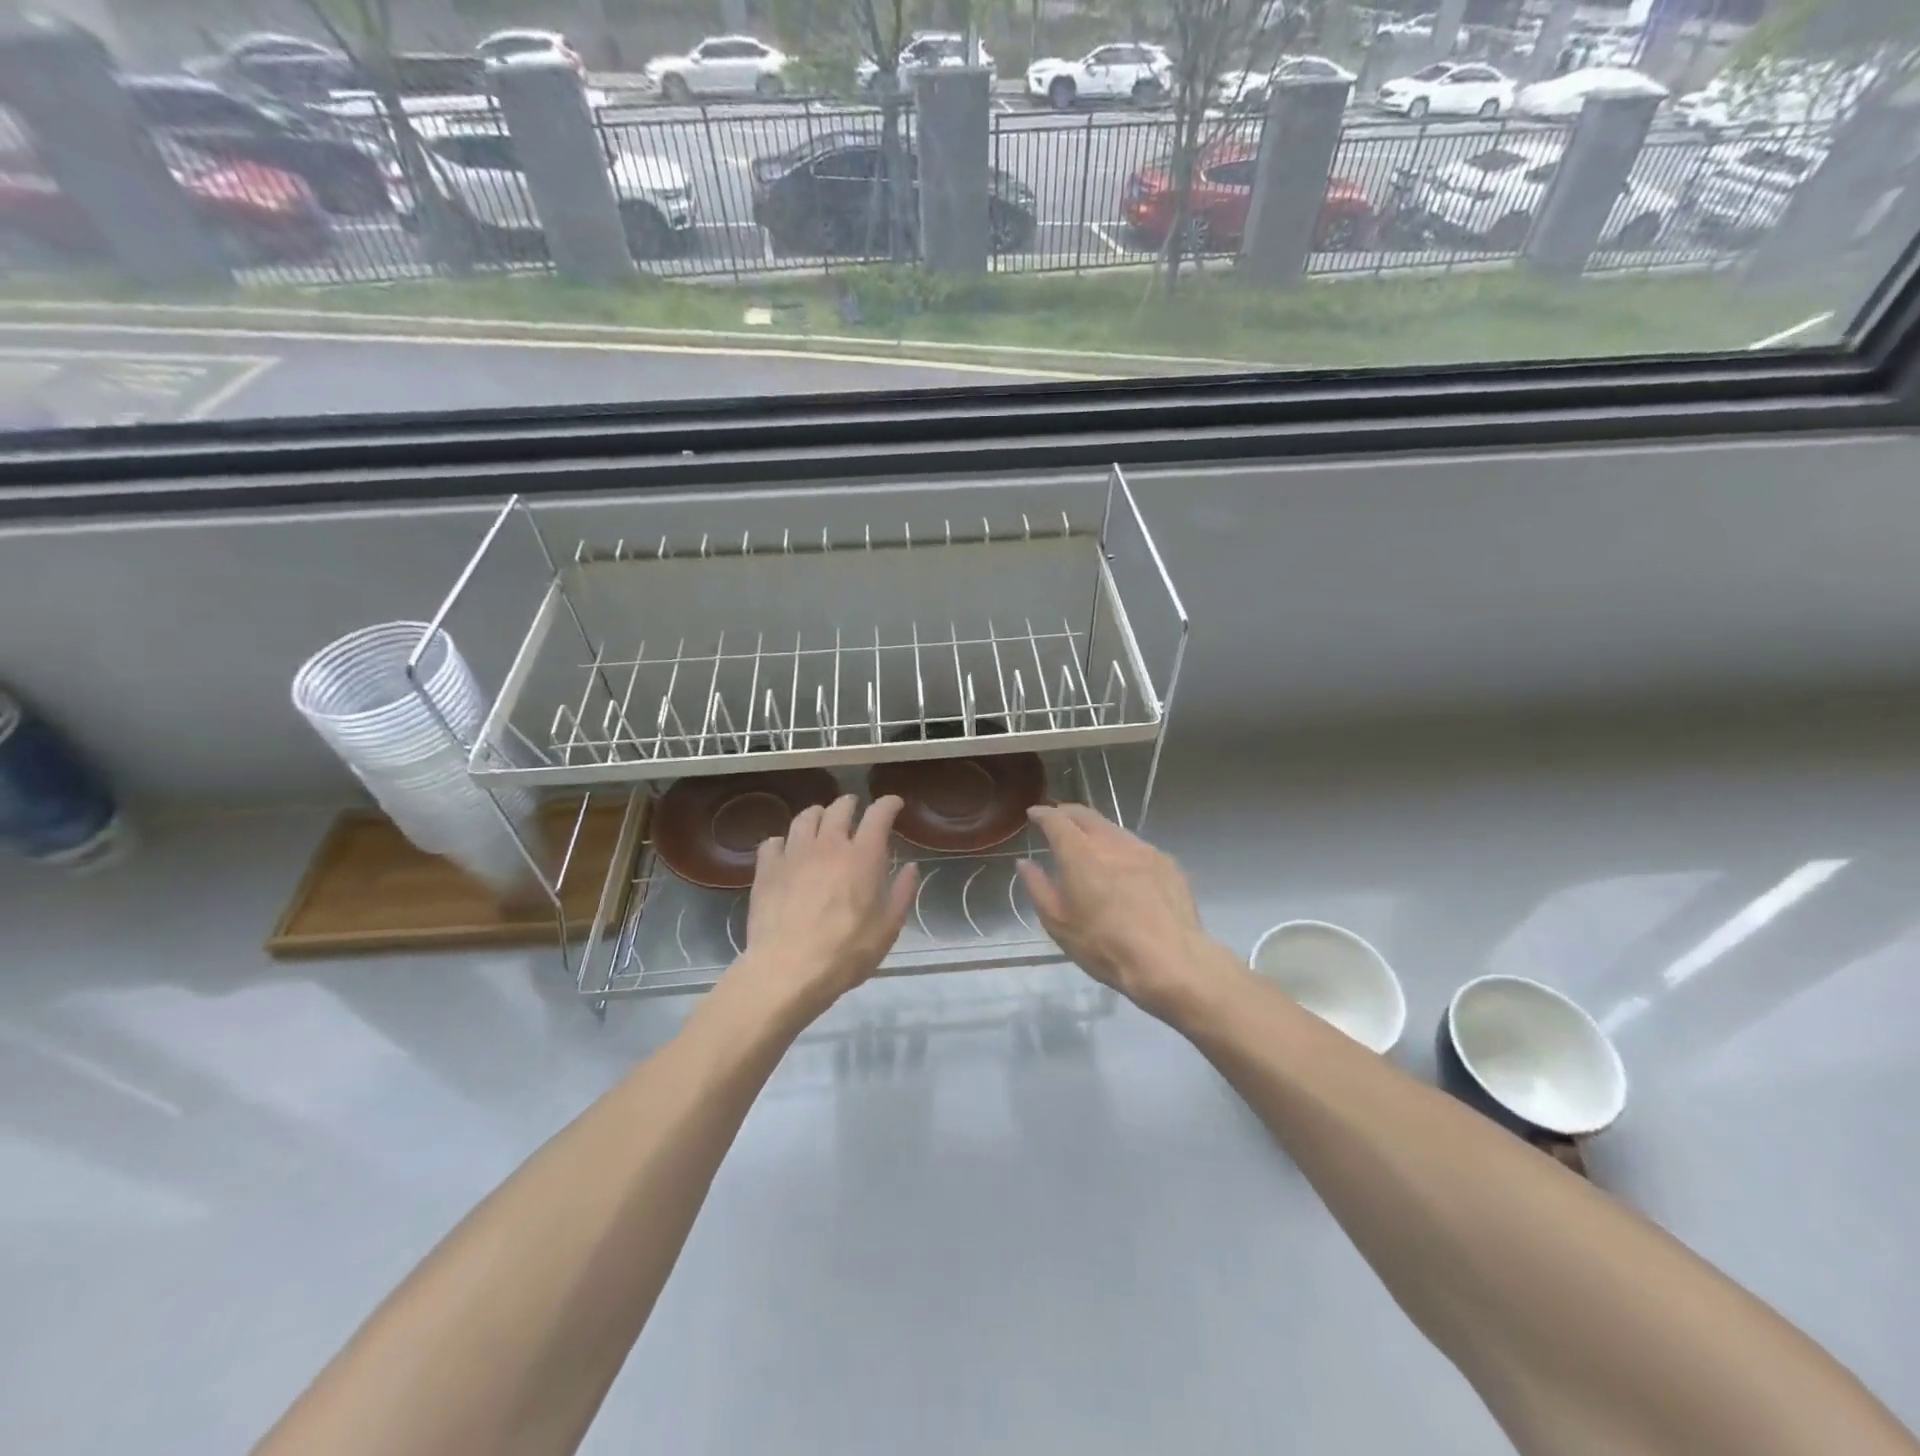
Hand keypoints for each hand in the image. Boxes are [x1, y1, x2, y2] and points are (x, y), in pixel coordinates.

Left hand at [729, 794, 917, 1022]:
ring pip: (804, 818)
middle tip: (854, 809)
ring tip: (820, 822)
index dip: (888, 804)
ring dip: (817, 815)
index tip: (894, 804)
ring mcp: (794, 854)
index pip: (879, 815)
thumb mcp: (887, 929)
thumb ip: (901, 893)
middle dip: (850, 804)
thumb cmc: (845, 952)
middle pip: (839, 808)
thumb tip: (911, 868)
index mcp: (863, 857)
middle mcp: (828, 845)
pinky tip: (785, 851)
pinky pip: (773, 842)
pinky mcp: (767, 870)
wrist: (787, 971)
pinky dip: (783, 841)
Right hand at [1017, 804, 1235, 1022]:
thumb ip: (1038, 888)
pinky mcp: (1166, 862)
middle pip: (1085, 815)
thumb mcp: (1059, 924)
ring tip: (1089, 845)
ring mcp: (1142, 849)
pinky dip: (1120, 848)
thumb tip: (1025, 863)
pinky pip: (1136, 846)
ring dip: (1095, 830)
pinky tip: (1123, 869)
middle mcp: (1110, 842)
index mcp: (1079, 853)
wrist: (1170, 961)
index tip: (1034, 814)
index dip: (1042, 813)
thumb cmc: (1105, 946)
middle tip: (1057, 821)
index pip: (1056, 820)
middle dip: (1067, 813)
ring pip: (1112, 828)